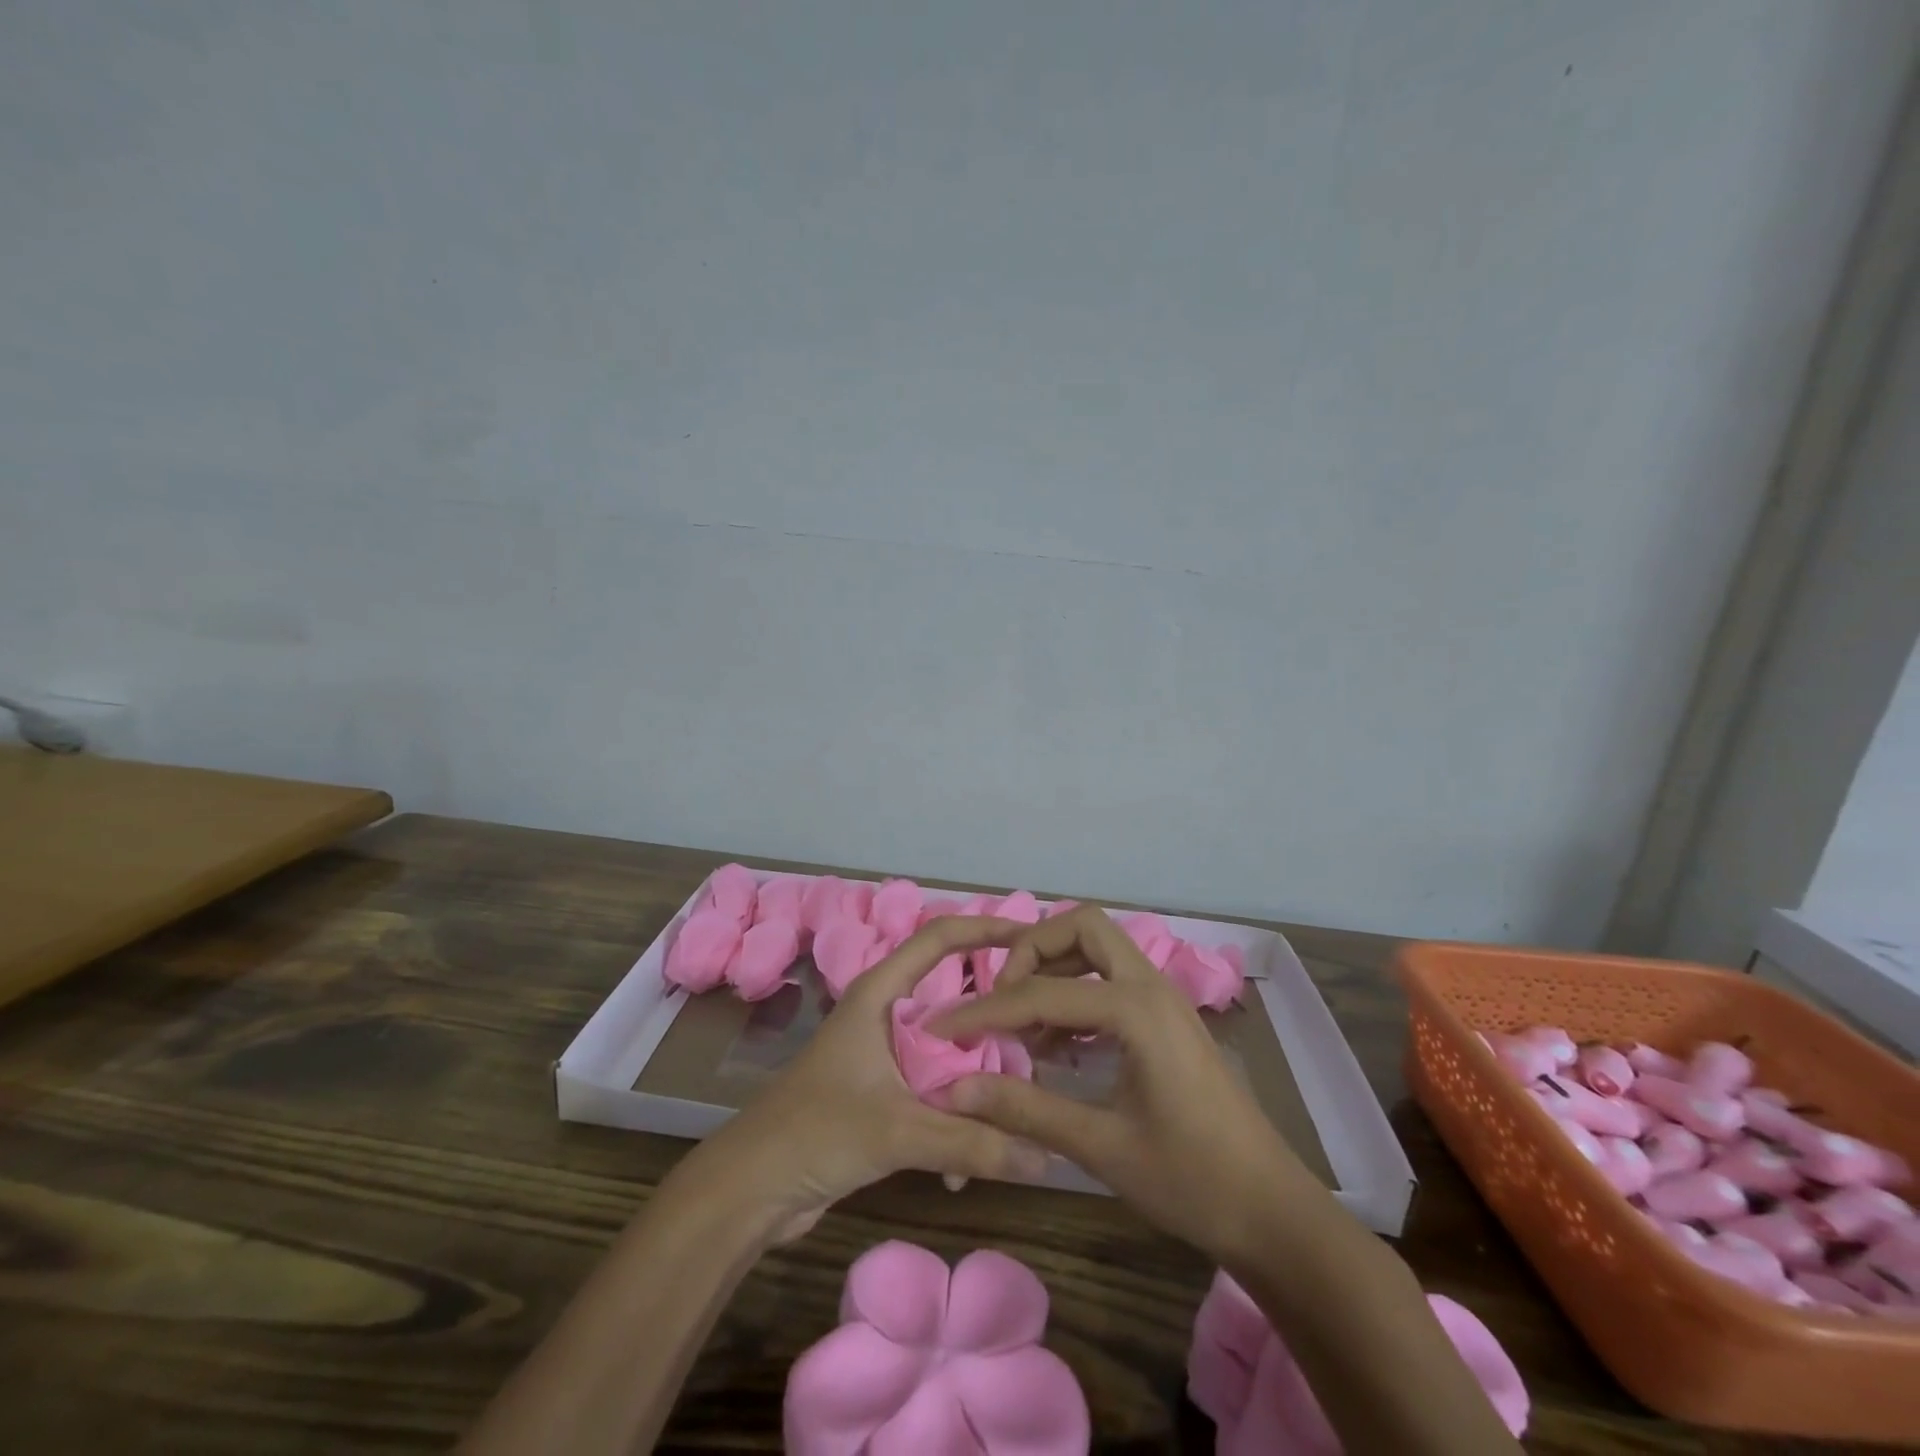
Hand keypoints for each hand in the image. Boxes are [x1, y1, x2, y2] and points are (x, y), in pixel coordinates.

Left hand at [689, 916, 1048, 1241]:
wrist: (748, 1190)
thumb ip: (973, 1141)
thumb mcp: (898, 1131)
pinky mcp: (881, 1095)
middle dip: (995, 1018)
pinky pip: (934, 1091)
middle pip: (953, 999)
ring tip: (1019, 1106)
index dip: (985, 928)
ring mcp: (882, 1056)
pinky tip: (967, 1165)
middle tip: (1042, 1035)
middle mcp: (884, 1014)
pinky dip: (955, 1116)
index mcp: (880, 993)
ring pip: (947, 1051)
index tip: (1032, 937)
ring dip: (977, 1078)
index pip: (939, 938)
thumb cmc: (816, 1133)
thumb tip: (1047, 1160)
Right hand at [930, 905, 1308, 1264]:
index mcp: (1136, 1008)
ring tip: (1022, 1023)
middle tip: (1000, 999)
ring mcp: (1163, 998)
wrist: (1272, 1212)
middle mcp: (1150, 985)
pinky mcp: (1166, 1018)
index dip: (985, 1011)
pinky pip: (1111, 978)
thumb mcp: (1101, 1146)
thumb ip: (1025, 1109)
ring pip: (1099, 948)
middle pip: (1081, 927)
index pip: (1041, 992)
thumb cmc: (1191, 1180)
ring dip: (1055, 967)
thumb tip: (955, 1088)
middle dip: (1032, 951)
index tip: (942, 1030)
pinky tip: (1056, 1043)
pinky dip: (1076, 991)